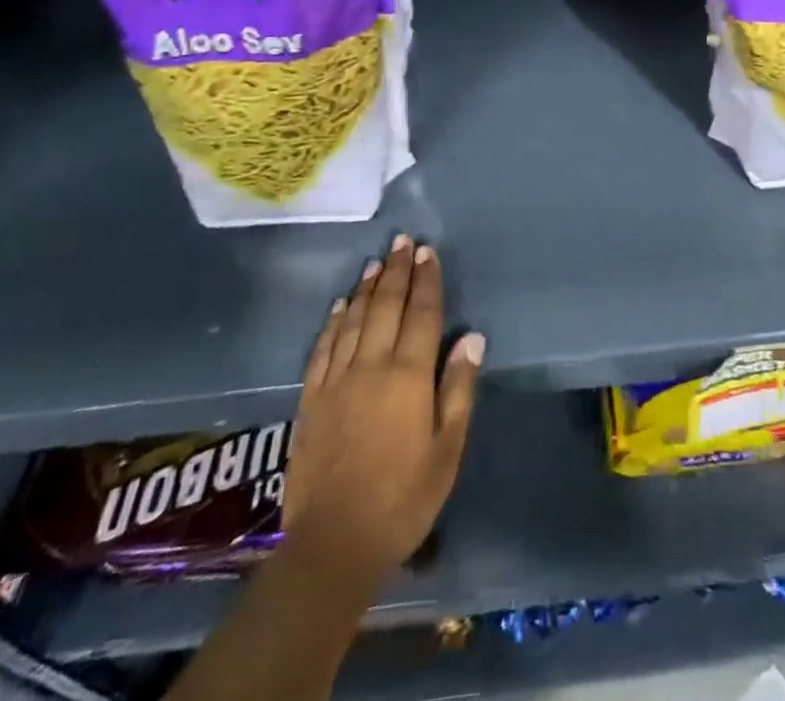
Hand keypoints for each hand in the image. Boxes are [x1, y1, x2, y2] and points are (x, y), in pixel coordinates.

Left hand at [283, 234, 484, 583]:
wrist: (333, 543)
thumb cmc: (403, 499)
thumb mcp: (447, 450)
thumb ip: (458, 389)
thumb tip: (473, 338)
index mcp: (408, 376)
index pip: (422, 314)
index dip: (427, 280)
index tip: (428, 252)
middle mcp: (371, 365)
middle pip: (386, 306)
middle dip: (396, 270)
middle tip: (403, 240)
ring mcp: (337, 379)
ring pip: (354, 319)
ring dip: (367, 287)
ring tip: (376, 260)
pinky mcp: (311, 398)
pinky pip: (323, 347)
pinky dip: (334, 321)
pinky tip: (340, 305)